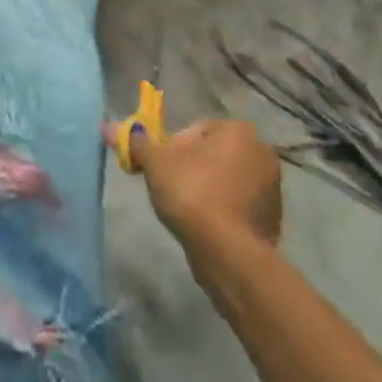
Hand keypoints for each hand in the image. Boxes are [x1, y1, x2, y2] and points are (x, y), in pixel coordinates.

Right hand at [114, 117, 281, 253]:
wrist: (229, 254)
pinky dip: (223, 211)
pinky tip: (206, 228)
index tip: (161, 169)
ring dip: (208, 189)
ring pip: (227, 179)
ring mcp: (272, 187)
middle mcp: (261, 151)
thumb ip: (135, 143)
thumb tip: (107, 126)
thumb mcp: (155, 164)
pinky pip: (239, 205)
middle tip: (170, 188)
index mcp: (238, 130)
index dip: (173, 147)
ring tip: (186, 211)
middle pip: (213, 153)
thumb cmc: (192, 195)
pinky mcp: (273, 218)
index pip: (196, 129)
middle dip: (191, 167)